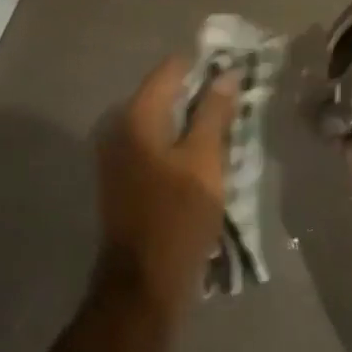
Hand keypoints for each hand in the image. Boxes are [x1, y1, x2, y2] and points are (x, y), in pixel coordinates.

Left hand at [96, 56, 238, 311]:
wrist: (143, 283)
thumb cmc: (178, 216)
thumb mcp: (205, 161)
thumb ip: (214, 113)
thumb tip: (225, 74)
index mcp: (136, 116)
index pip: (171, 69)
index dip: (204, 67)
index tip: (234, 76)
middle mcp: (118, 127)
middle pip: (164, 94)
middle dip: (200, 96)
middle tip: (236, 106)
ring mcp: (116, 154)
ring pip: (160, 122)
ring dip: (191, 123)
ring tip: (226, 133)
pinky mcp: (121, 177)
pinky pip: (153, 144)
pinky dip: (177, 144)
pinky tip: (203, 159)